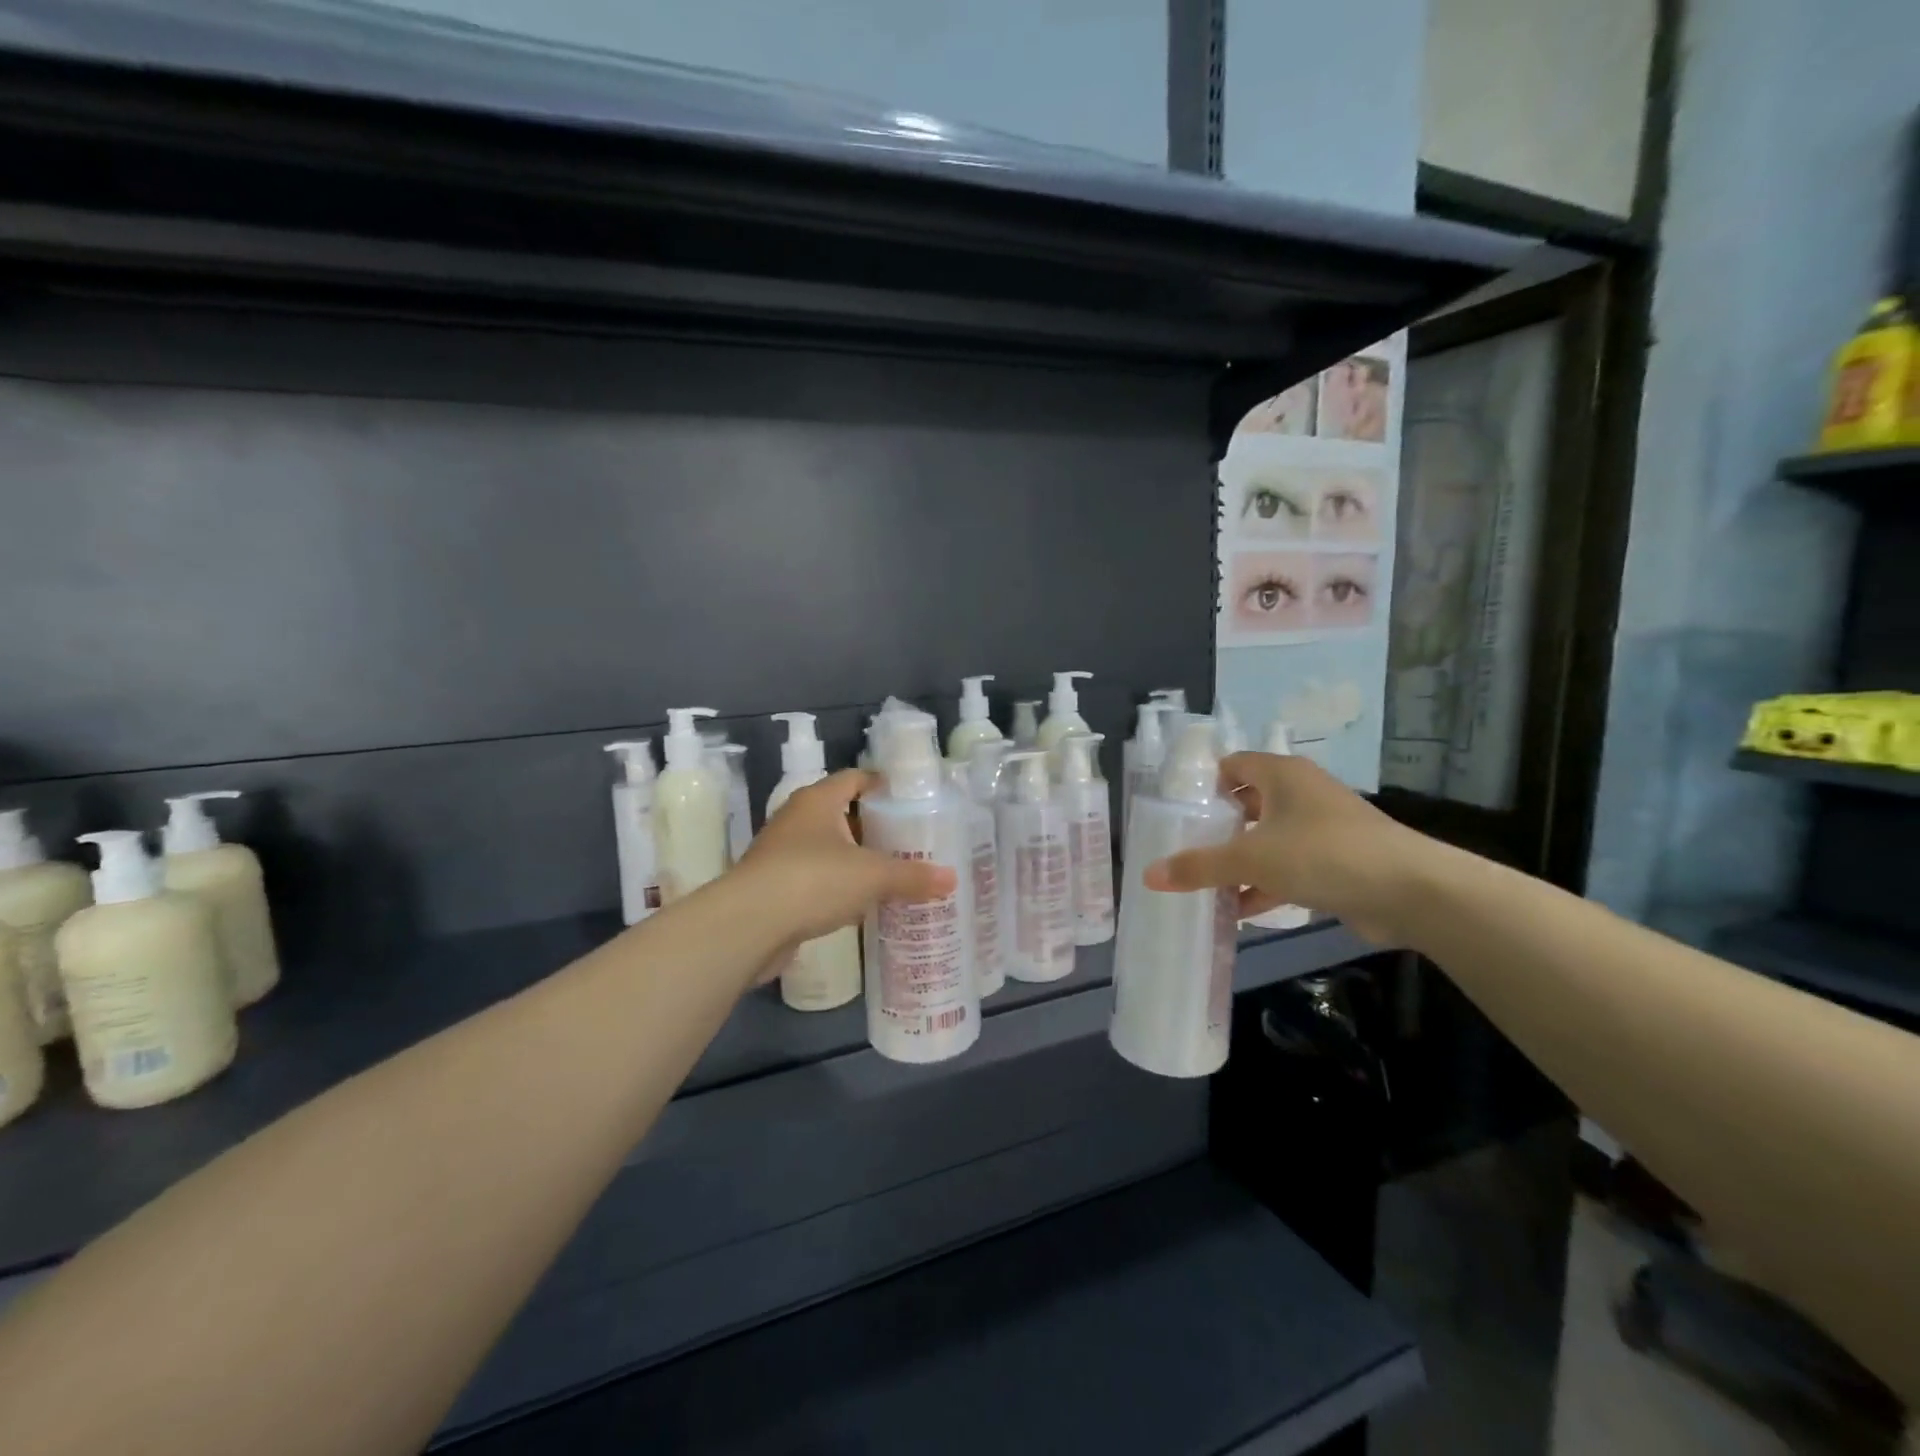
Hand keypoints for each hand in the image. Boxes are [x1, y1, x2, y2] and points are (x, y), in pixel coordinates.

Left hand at [736, 770, 956, 947]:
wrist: (748, 926)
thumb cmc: (813, 880)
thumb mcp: (871, 876)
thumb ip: (912, 876)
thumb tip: (952, 879)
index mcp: (818, 800)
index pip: (854, 778)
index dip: (882, 785)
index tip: (910, 800)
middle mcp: (797, 819)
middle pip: (842, 813)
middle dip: (873, 826)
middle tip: (909, 840)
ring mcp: (781, 853)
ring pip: (828, 848)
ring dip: (855, 859)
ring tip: (891, 872)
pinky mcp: (775, 886)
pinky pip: (816, 878)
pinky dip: (838, 886)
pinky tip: (861, 903)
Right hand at [1142, 752, 1425, 942]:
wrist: (1410, 891)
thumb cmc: (1322, 854)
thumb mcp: (1252, 859)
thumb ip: (1200, 866)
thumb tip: (1148, 875)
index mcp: (1282, 776)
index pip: (1234, 764)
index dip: (1205, 784)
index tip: (1178, 812)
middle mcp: (1301, 794)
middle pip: (1247, 804)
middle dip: (1218, 828)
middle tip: (1184, 849)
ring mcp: (1321, 828)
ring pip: (1268, 840)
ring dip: (1240, 862)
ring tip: (1203, 885)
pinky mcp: (1336, 862)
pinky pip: (1289, 867)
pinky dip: (1265, 885)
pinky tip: (1239, 911)